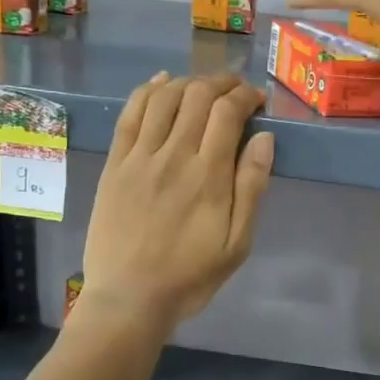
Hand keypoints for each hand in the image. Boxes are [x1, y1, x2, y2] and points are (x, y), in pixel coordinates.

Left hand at [78, 73, 273, 328]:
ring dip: (188, 82)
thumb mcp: (237, 243)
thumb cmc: (190, 275)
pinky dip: (147, 91)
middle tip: (235, 89)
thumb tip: (265, 139)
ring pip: (163, 97)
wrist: (129, 298)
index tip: (257, 100)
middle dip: (221, 83)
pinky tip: (161, 82)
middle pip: (197, 96)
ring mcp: (139, 157)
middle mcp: (174, 155)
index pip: (228, 113)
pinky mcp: (114, 164)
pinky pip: (130, 114)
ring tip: (203, 87)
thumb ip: (252, 187)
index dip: (245, 96)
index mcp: (209, 175)